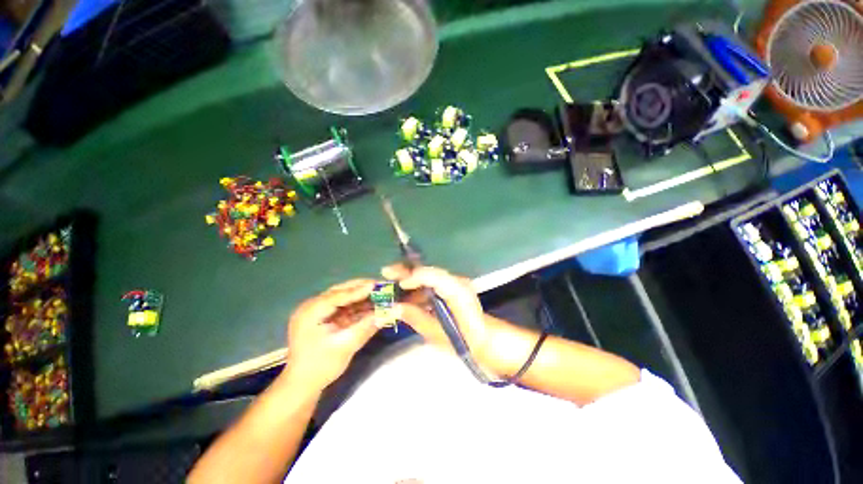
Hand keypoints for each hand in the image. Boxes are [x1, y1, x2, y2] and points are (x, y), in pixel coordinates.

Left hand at [284, 279, 381, 391]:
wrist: (303, 386)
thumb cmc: (320, 367)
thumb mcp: (346, 346)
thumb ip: (367, 326)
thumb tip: (390, 312)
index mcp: (311, 312)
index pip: (338, 296)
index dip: (358, 290)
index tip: (377, 285)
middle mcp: (312, 307)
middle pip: (340, 292)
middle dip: (361, 288)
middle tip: (381, 285)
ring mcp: (317, 312)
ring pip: (343, 298)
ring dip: (361, 296)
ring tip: (380, 293)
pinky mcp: (324, 318)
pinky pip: (343, 307)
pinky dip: (357, 306)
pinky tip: (371, 304)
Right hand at [382, 265, 492, 362]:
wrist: (484, 339)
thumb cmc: (464, 341)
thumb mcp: (436, 333)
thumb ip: (415, 317)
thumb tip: (391, 308)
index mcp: (458, 292)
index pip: (435, 276)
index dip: (416, 277)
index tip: (399, 283)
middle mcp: (458, 281)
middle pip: (430, 271)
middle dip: (407, 270)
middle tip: (386, 272)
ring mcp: (455, 282)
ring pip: (429, 275)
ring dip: (410, 277)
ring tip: (390, 281)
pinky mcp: (452, 286)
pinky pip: (432, 282)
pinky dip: (418, 285)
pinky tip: (405, 292)